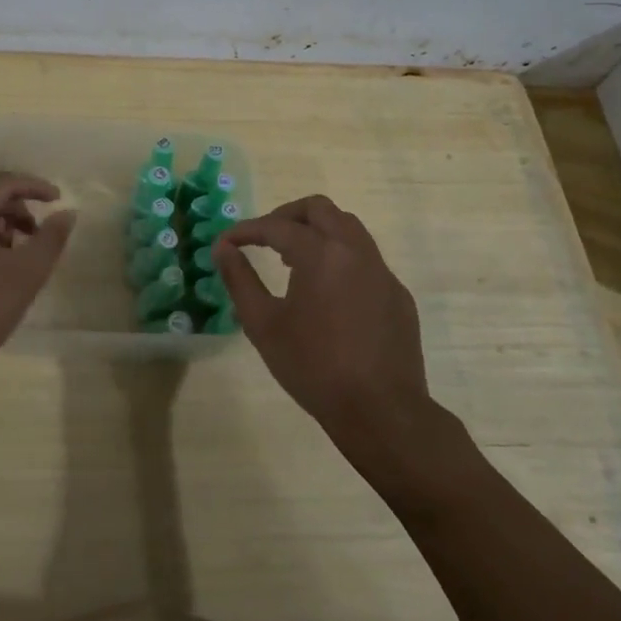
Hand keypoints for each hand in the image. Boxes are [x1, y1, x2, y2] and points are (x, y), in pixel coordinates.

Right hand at [212, 195, 444, 458]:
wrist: (381, 411)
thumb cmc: (314, 367)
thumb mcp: (263, 324)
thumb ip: (239, 280)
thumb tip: (223, 248)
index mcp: (321, 254)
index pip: (277, 226)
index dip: (247, 230)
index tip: (226, 242)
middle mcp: (355, 251)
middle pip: (320, 209)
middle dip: (287, 216)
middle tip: (264, 238)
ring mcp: (382, 272)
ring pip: (348, 228)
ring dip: (317, 232)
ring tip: (293, 260)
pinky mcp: (398, 295)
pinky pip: (366, 259)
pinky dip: (340, 258)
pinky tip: (328, 292)